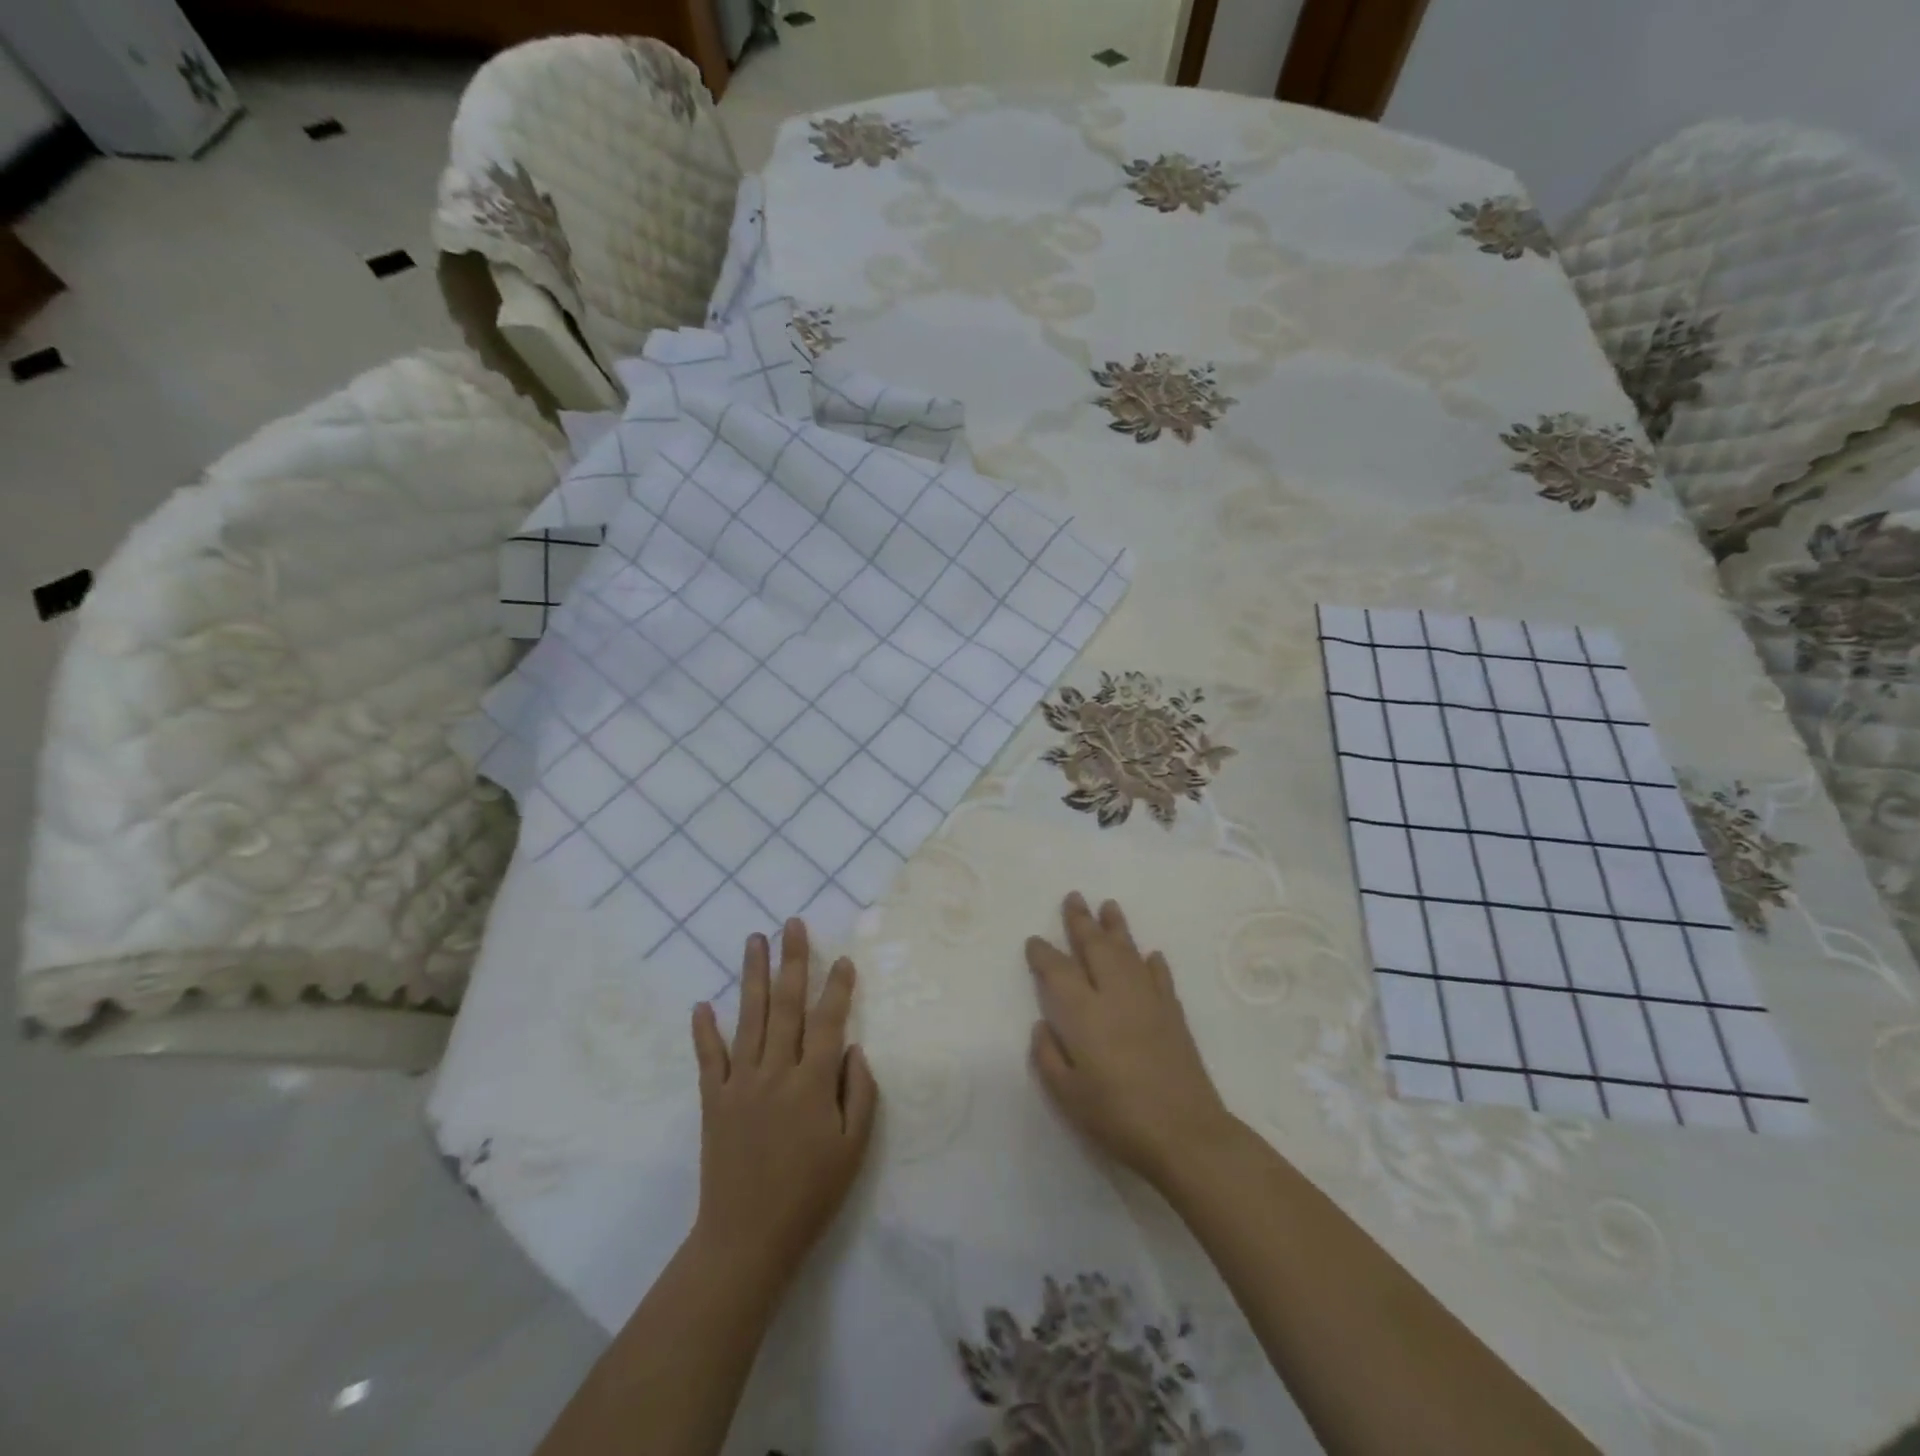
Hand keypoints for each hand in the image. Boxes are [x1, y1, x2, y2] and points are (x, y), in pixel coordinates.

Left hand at [689, 919, 878, 1285]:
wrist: (747, 1239)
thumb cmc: (811, 1194)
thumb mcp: (854, 1149)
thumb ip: (860, 1092)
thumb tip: (852, 1048)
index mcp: (813, 1083)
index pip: (829, 1020)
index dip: (837, 986)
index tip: (842, 958)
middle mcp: (776, 1071)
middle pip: (787, 1005)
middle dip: (792, 961)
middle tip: (792, 924)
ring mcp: (741, 1083)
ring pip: (750, 1018)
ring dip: (753, 976)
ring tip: (754, 940)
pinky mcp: (714, 1100)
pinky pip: (709, 1058)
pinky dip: (704, 1030)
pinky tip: (702, 1004)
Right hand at [1027, 892, 1234, 1188]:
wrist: (1185, 1134)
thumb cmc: (1118, 1117)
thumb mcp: (1067, 1096)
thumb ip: (1048, 1057)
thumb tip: (1043, 1025)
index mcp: (1084, 1013)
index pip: (1057, 970)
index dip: (1043, 953)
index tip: (1034, 941)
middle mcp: (1115, 994)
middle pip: (1095, 946)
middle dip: (1081, 921)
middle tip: (1074, 897)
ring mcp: (1148, 1000)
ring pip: (1129, 951)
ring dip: (1117, 927)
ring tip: (1108, 905)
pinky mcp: (1173, 1013)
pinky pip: (1160, 977)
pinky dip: (1152, 963)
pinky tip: (1150, 955)